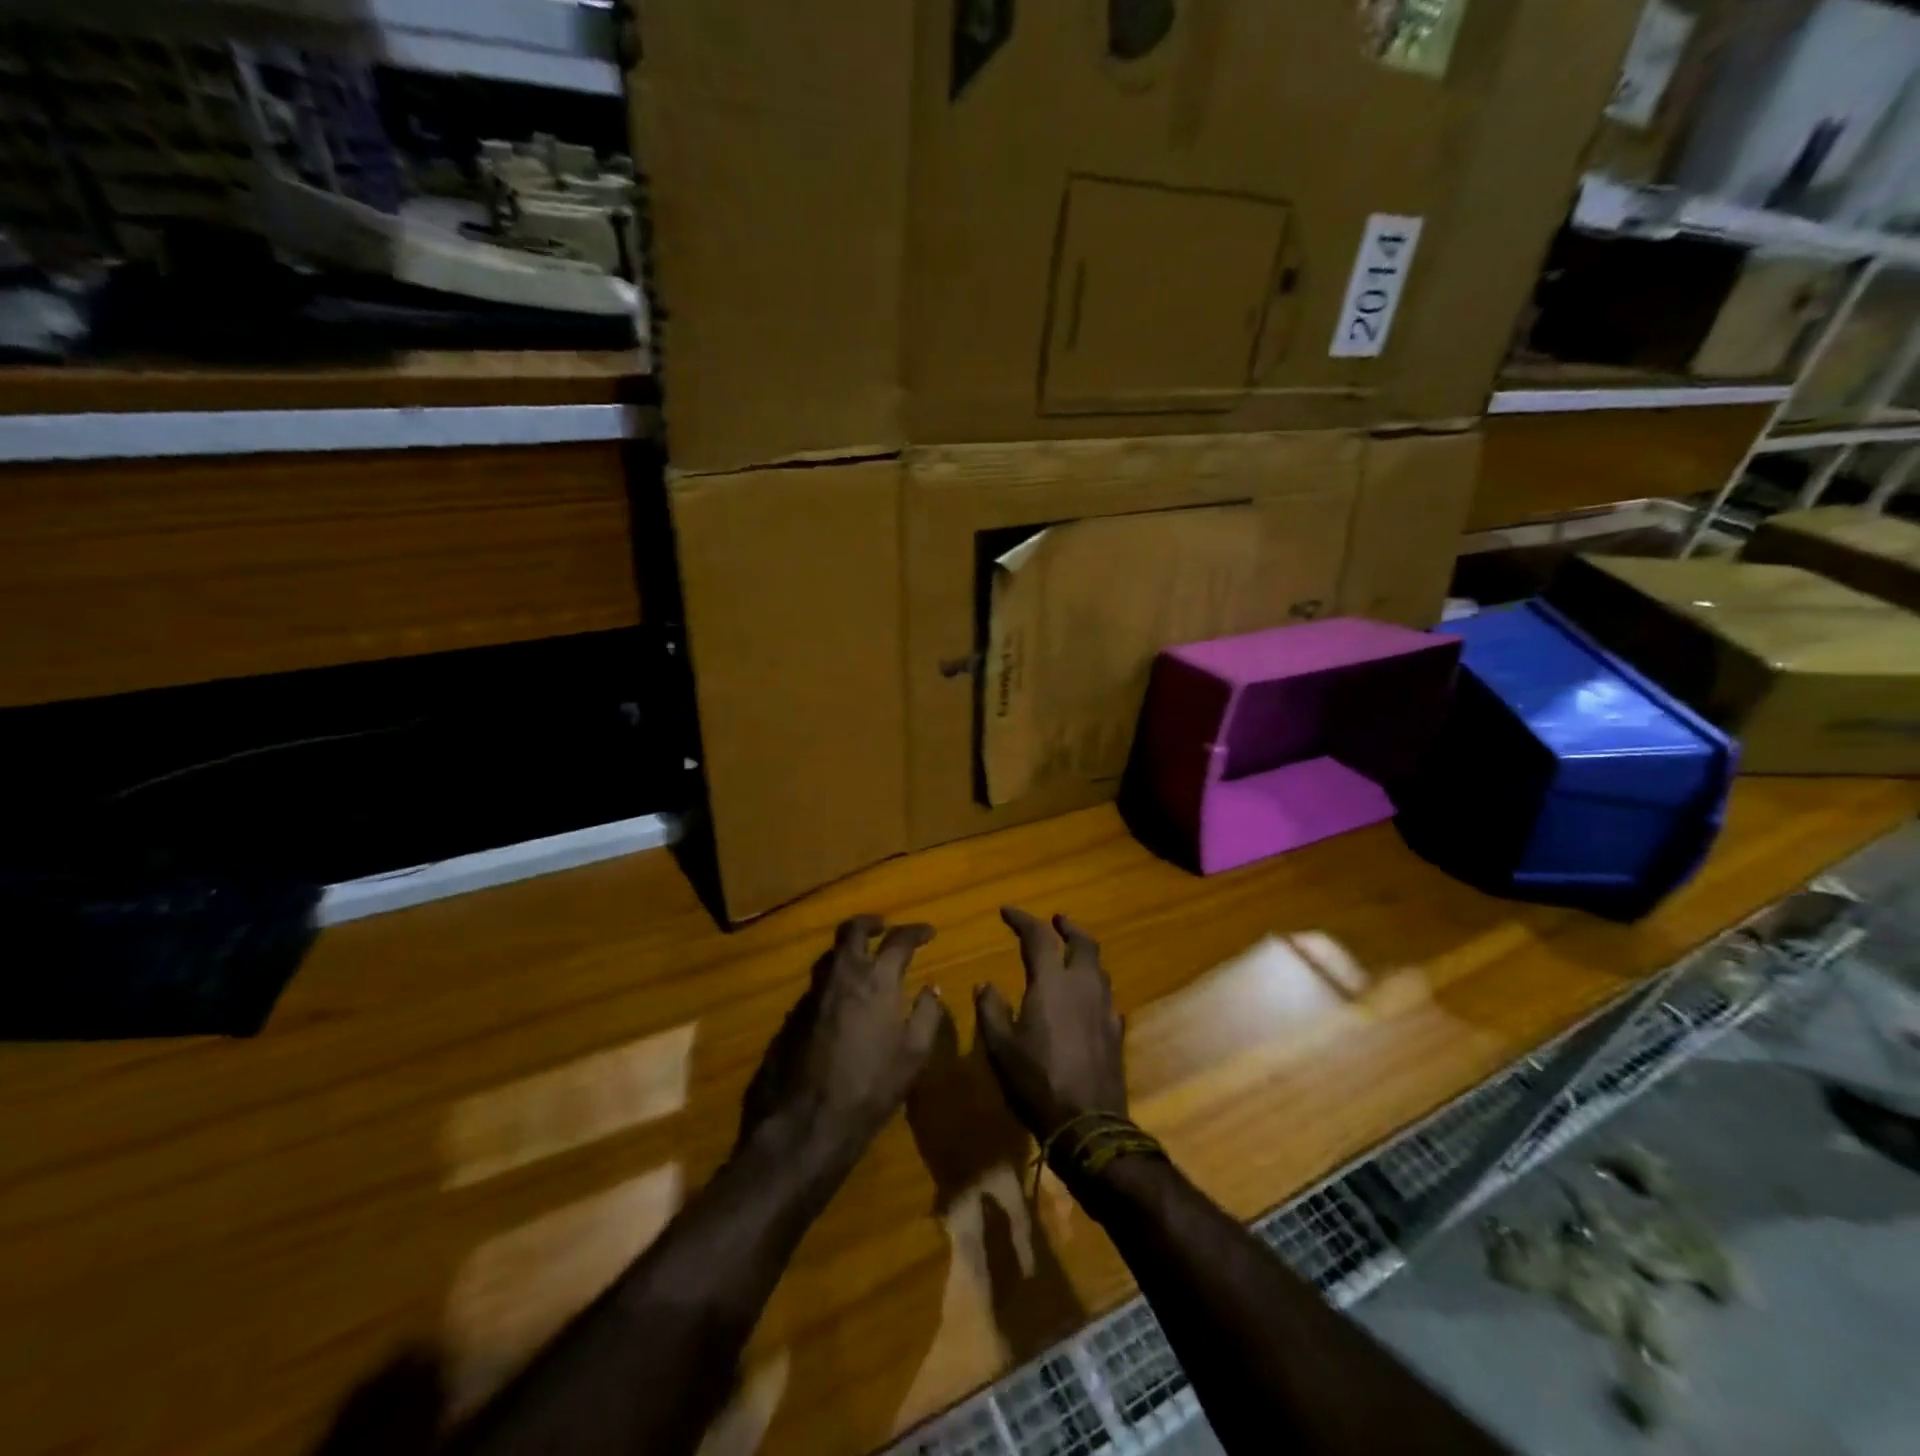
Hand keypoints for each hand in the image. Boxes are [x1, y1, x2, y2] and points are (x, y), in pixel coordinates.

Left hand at [739, 916, 948, 1168]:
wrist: (807, 1121)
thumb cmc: (871, 1087)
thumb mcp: (913, 1054)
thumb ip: (927, 1014)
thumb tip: (932, 987)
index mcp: (877, 980)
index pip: (898, 940)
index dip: (916, 931)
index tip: (928, 932)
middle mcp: (843, 976)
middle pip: (853, 931)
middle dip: (871, 923)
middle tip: (885, 926)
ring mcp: (814, 994)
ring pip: (831, 955)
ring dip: (850, 949)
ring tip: (865, 960)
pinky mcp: (794, 1015)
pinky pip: (819, 984)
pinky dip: (835, 980)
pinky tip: (844, 1000)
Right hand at [974, 909, 1126, 1143]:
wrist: (1088, 1124)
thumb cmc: (1036, 1082)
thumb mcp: (1000, 1048)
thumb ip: (991, 1010)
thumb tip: (985, 984)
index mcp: (1052, 983)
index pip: (1038, 936)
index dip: (1022, 919)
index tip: (1006, 912)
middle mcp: (1083, 985)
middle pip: (1083, 942)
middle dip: (1067, 927)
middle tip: (1055, 921)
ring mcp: (1105, 1007)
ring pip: (1098, 967)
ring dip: (1083, 954)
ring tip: (1070, 956)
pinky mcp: (1116, 1030)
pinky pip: (1106, 995)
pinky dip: (1093, 986)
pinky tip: (1084, 1000)